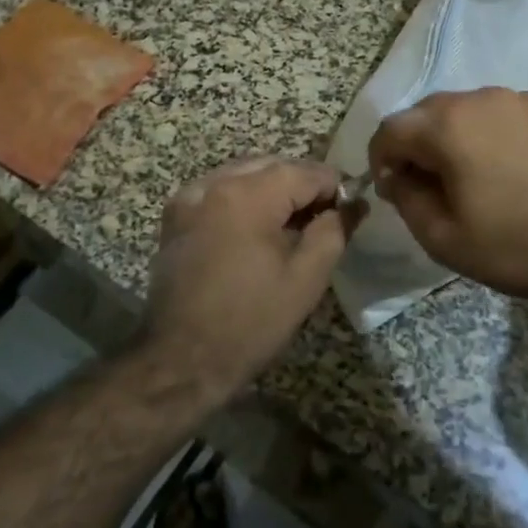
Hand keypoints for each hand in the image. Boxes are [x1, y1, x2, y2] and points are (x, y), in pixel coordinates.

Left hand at [143, 157, 356, 401]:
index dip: (334, 188)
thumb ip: (334, 230)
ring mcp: (189, 197)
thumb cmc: (250, 321)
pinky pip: (219, 191)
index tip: (349, 211)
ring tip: (292, 226)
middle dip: (303, 186)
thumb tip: (352, 203)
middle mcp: (214, 183)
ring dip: (273, 190)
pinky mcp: (175, 217)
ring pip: (245, 174)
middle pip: (273, 166)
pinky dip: (243, 199)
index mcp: (248, 194)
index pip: (305, 171)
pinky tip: (255, 230)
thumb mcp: (306, 278)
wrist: (181, 360)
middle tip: (325, 219)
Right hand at [368, 88, 527, 306]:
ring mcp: (517, 100)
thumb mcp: (446, 239)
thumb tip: (397, 177)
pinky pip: (496, 117)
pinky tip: (502, 173)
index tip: (391, 190)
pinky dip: (483, 138)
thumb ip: (407, 201)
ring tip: (466, 182)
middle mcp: (479, 98)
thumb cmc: (521, 244)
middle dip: (415, 147)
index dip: (380, 159)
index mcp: (448, 124)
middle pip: (425, 114)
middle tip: (425, 188)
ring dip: (450, 141)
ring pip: (462, 112)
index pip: (391, 128)